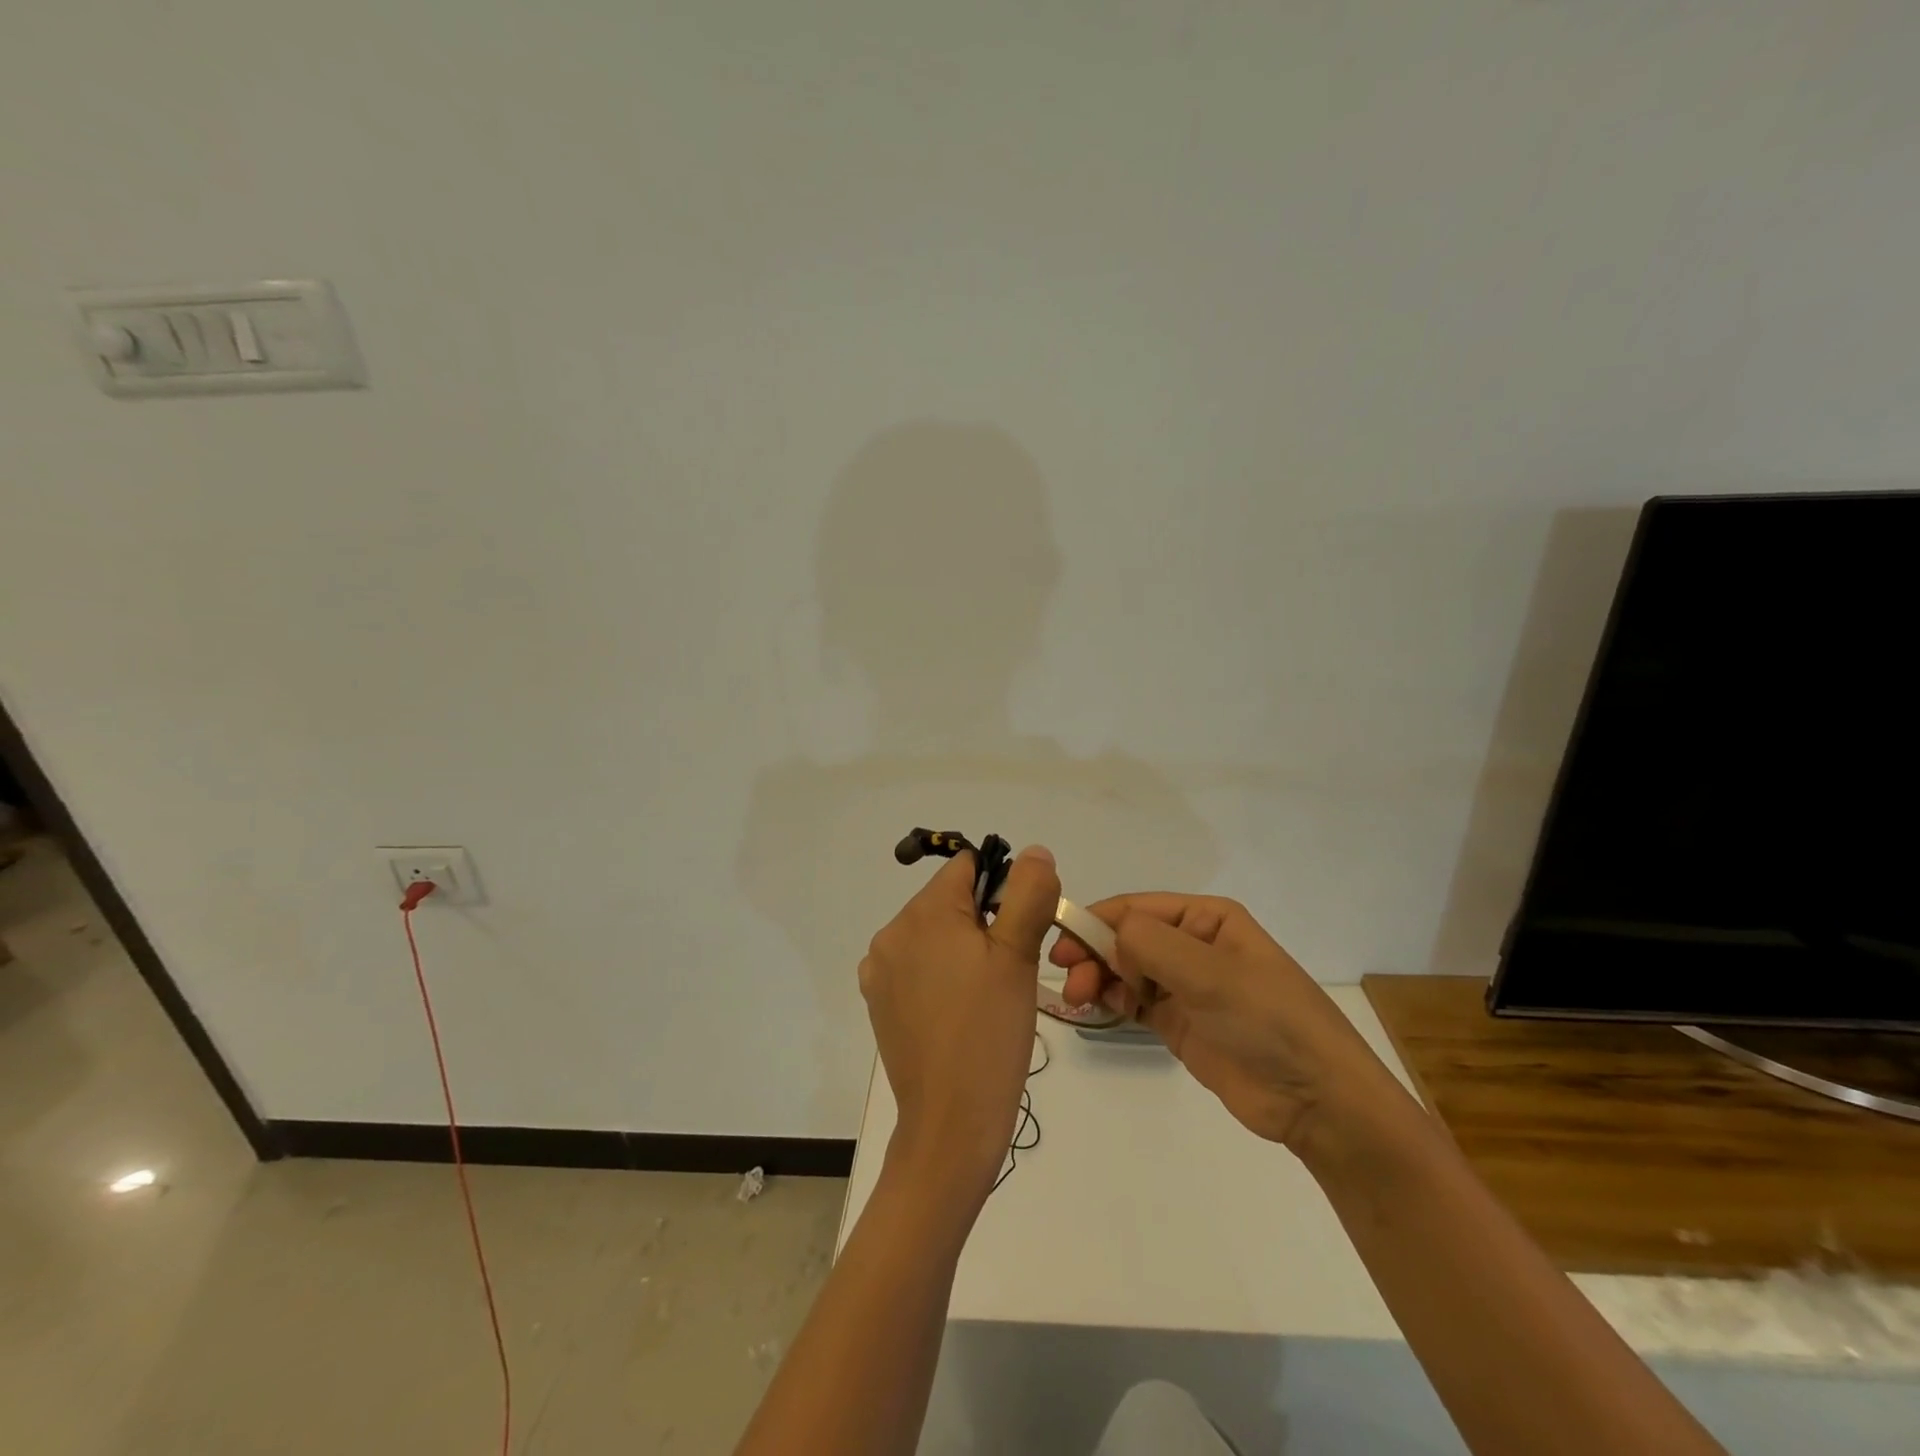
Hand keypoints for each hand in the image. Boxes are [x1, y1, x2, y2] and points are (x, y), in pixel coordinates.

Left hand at [861, 844, 1060, 1204]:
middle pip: (949, 901)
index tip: (1020, 932)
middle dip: (982, 922)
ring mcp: (879, 970)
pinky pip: (916, 967)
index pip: (967, 868)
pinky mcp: (878, 1001)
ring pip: (934, 935)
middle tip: (1008, 971)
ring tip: (986, 997)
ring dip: (962, 950)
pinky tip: (959, 1012)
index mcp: (922, 913)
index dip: (1002, 890)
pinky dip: (940, 976)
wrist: (950, 1124)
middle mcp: (891, 933)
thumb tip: (1032, 851)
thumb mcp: (1018, 957)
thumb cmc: (990, 1033)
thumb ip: (1028, 893)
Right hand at [1051, 894, 1400, 1152]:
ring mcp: (1185, 985)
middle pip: (1127, 938)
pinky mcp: (1178, 1022)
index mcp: (1207, 918)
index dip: (1096, 921)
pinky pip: (1133, 1000)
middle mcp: (1192, 944)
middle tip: (1069, 979)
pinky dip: (1111, 1000)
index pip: (1137, 908)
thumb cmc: (1269, 1020)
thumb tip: (1107, 934)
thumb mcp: (1211, 974)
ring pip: (1125, 968)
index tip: (1060, 941)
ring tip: (1080, 999)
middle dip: (1094, 952)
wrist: (1316, 1099)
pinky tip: (1096, 1008)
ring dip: (1098, 977)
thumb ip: (1152, 945)